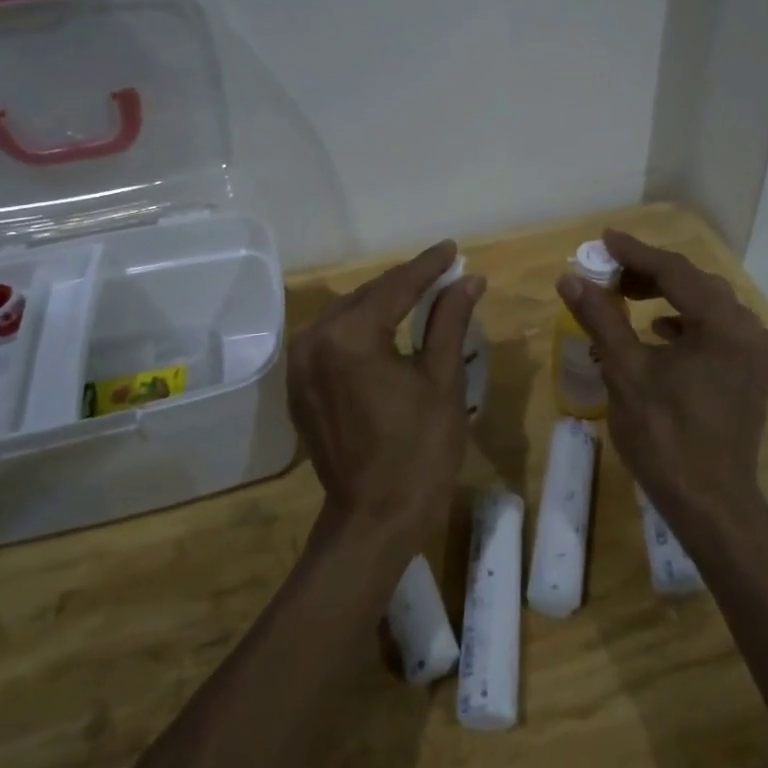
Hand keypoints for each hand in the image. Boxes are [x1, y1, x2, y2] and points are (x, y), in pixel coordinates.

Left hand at [289, 241, 484, 546]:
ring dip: (382, 304)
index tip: (452, 249)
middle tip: (443, 272)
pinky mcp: (299, 387)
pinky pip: (333, 342)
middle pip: (367, 297)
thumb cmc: (419, 451)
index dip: (428, 266)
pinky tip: (387, 329)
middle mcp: (314, 341)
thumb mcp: (442, 380)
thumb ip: (449, 320)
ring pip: (347, 317)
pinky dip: (361, 330)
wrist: (375, 519)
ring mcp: (300, 366)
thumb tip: (468, 279)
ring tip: (420, 295)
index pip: (395, 287)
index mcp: (349, 336)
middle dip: (405, 284)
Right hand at [556, 230, 767, 520]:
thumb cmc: (665, 437)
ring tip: (627, 296)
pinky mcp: (752, 373)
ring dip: (668, 295)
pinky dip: (686, 321)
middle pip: (696, 284)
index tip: (603, 239)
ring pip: (708, 305)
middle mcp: (749, 330)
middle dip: (651, 273)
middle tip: (609, 272)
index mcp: (723, 325)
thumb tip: (570, 277)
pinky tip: (659, 330)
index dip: (636, 253)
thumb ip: (601, 317)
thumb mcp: (625, 372)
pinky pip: (717, 329)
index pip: (676, 272)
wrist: (711, 503)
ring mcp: (756, 353)